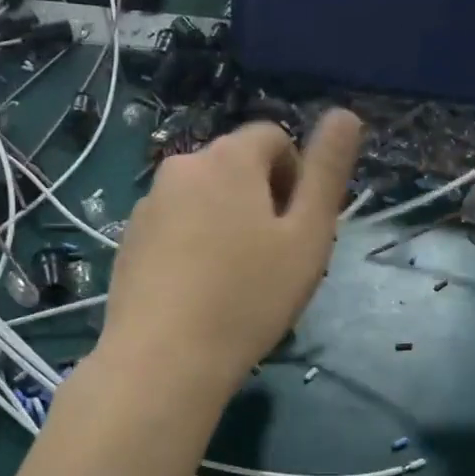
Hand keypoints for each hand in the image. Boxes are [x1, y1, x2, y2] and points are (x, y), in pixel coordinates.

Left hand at [98, 112, 363, 397]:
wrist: (163, 360)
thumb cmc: (249, 296)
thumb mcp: (308, 235)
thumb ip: (327, 171)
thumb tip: (345, 114)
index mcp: (228, 159)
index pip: (273, 136)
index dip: (296, 175)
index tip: (298, 226)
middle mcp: (182, 167)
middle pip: (236, 166)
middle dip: (262, 198)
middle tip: (274, 257)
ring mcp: (148, 203)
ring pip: (204, 197)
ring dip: (227, 220)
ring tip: (236, 279)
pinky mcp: (128, 239)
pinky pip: (175, 224)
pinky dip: (194, 242)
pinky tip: (199, 290)